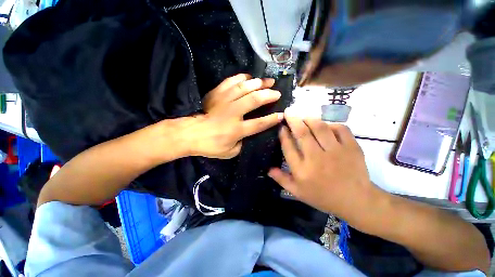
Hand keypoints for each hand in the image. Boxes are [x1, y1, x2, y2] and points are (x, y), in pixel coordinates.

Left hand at [171, 74, 282, 158]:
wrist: (189, 133)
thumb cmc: (209, 145)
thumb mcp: (229, 152)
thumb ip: (242, 144)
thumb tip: (248, 135)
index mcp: (237, 129)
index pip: (259, 123)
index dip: (272, 119)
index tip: (282, 114)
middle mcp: (233, 113)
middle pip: (254, 100)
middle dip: (268, 95)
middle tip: (277, 93)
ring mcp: (224, 101)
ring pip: (244, 88)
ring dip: (258, 83)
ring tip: (268, 81)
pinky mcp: (216, 94)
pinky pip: (230, 82)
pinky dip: (241, 78)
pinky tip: (248, 77)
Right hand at [268, 116, 382, 221]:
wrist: (356, 201)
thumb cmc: (323, 197)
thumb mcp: (298, 192)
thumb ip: (282, 179)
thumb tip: (268, 169)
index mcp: (302, 170)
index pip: (288, 147)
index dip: (283, 134)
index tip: (281, 127)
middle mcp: (317, 159)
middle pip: (302, 133)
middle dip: (293, 120)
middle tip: (288, 112)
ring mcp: (336, 152)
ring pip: (320, 128)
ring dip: (309, 119)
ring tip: (304, 117)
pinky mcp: (352, 148)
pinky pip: (340, 129)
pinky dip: (331, 124)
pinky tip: (326, 126)